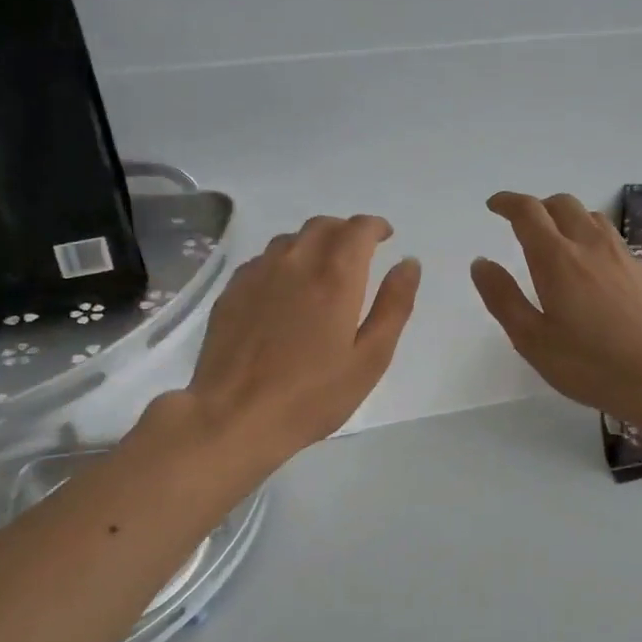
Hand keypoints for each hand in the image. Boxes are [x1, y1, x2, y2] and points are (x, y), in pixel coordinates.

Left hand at [182, 214, 420, 459]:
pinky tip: (285, 290)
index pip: (358, 229)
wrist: (234, 416)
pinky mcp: (232, 291)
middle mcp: (295, 263)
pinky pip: (264, 260)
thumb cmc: (312, 395)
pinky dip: (284, 262)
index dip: (375, 226)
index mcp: (335, 277)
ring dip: (313, 243)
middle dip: (346, 231)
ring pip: (290, 240)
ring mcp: (258, 274)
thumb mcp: (370, 359)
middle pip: (323, 225)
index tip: (385, 236)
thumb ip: (394, 306)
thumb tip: (409, 263)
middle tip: (358, 253)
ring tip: (323, 270)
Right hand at [472, 191, 641, 421]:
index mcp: (557, 259)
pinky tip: (596, 272)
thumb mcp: (533, 340)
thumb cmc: (591, 364)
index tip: (495, 205)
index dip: (508, 203)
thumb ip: (503, 298)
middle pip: (563, 205)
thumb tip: (481, 263)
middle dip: (539, 206)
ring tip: (559, 242)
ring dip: (569, 219)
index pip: (528, 213)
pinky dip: (594, 242)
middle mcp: (591, 246)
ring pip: (593, 218)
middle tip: (524, 224)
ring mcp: (625, 256)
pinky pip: (615, 242)